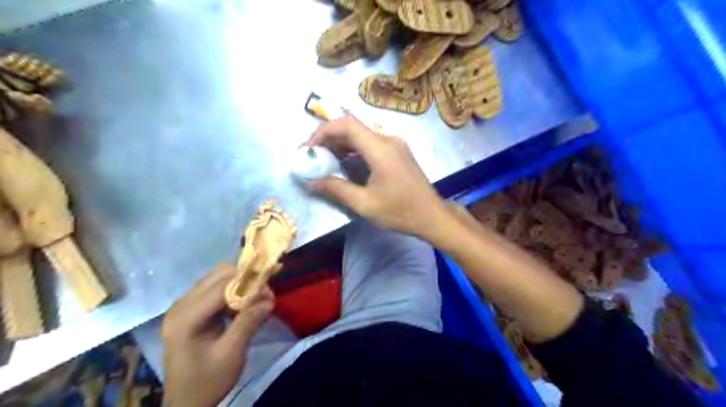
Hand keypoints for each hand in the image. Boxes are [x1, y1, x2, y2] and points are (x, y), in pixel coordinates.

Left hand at [162, 263, 271, 406]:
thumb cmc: (207, 381)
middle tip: (266, 293)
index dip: (248, 281)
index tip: (271, 287)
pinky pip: (215, 287)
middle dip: (246, 279)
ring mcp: (183, 305)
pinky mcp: (190, 308)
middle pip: (219, 275)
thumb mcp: (232, 354)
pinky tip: (243, 304)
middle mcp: (181, 305)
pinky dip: (233, 290)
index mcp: (186, 318)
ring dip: (241, 283)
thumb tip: (269, 298)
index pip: (221, 286)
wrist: (186, 402)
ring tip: (258, 298)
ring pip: (218, 277)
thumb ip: (248, 322)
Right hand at [307, 114, 451, 241]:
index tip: (309, 149)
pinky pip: (372, 144)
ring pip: (362, 135)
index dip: (323, 131)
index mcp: (380, 148)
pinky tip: (346, 164)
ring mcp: (395, 145)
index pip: (346, 124)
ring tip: (325, 161)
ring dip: (341, 144)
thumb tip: (312, 182)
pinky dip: (355, 150)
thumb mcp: (365, 204)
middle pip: (353, 128)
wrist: (433, 216)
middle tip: (313, 156)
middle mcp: (388, 140)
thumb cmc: (401, 211)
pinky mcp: (398, 152)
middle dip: (329, 139)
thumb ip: (337, 189)